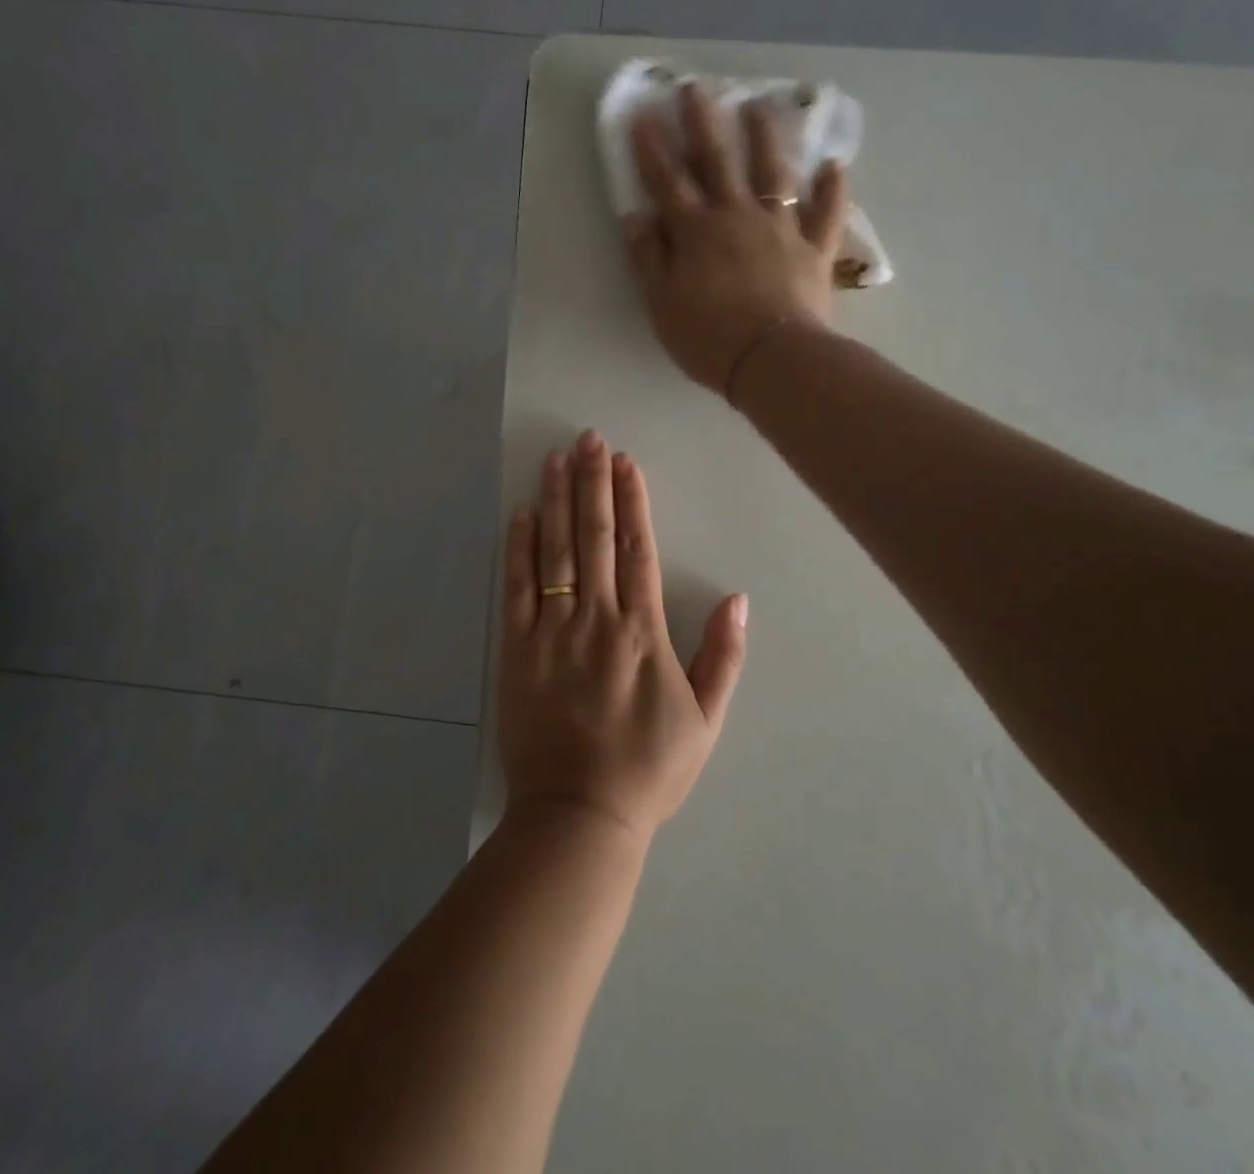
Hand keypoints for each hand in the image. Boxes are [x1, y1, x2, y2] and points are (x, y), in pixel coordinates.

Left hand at [498, 428, 747, 845]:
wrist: (579, 815)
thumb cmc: (647, 769)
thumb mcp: (706, 720)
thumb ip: (724, 656)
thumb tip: (737, 598)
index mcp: (643, 631)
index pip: (637, 549)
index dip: (633, 500)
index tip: (626, 462)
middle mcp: (596, 619)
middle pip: (595, 536)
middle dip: (592, 483)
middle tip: (589, 439)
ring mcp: (551, 632)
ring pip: (555, 551)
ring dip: (556, 501)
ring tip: (555, 458)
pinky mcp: (516, 650)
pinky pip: (517, 589)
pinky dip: (519, 548)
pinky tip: (521, 515)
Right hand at [625, 84, 848, 398]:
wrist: (771, 360)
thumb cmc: (707, 338)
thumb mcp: (661, 304)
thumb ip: (649, 258)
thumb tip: (636, 216)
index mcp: (696, 232)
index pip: (668, 182)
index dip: (652, 149)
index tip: (643, 115)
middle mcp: (737, 217)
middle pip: (719, 161)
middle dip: (704, 123)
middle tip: (697, 87)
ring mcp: (780, 229)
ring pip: (774, 173)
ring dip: (765, 137)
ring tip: (760, 106)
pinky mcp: (814, 249)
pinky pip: (826, 213)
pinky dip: (832, 189)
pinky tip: (835, 164)